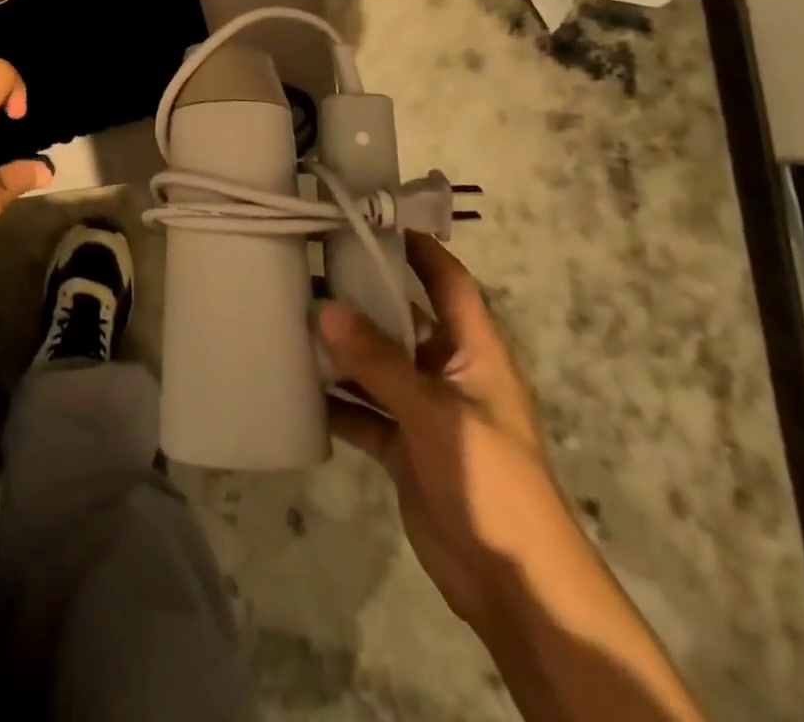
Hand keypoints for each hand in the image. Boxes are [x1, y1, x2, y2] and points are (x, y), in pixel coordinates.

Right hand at [320, 233, 577, 628]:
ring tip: (290, 317)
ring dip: (340, 348)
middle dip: (360, 295)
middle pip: (402, 318)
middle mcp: (447, 370)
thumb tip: (325, 306)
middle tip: (308, 267)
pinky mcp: (404, 445)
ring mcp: (424, 409)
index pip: (448, 281)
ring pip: (376, 364)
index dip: (418, 247)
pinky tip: (297, 386)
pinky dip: (336, 399)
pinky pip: (363, 411)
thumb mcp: (434, 412)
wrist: (513, 584)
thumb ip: (378, 361)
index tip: (371, 220)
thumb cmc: (489, 479)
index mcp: (473, 350)